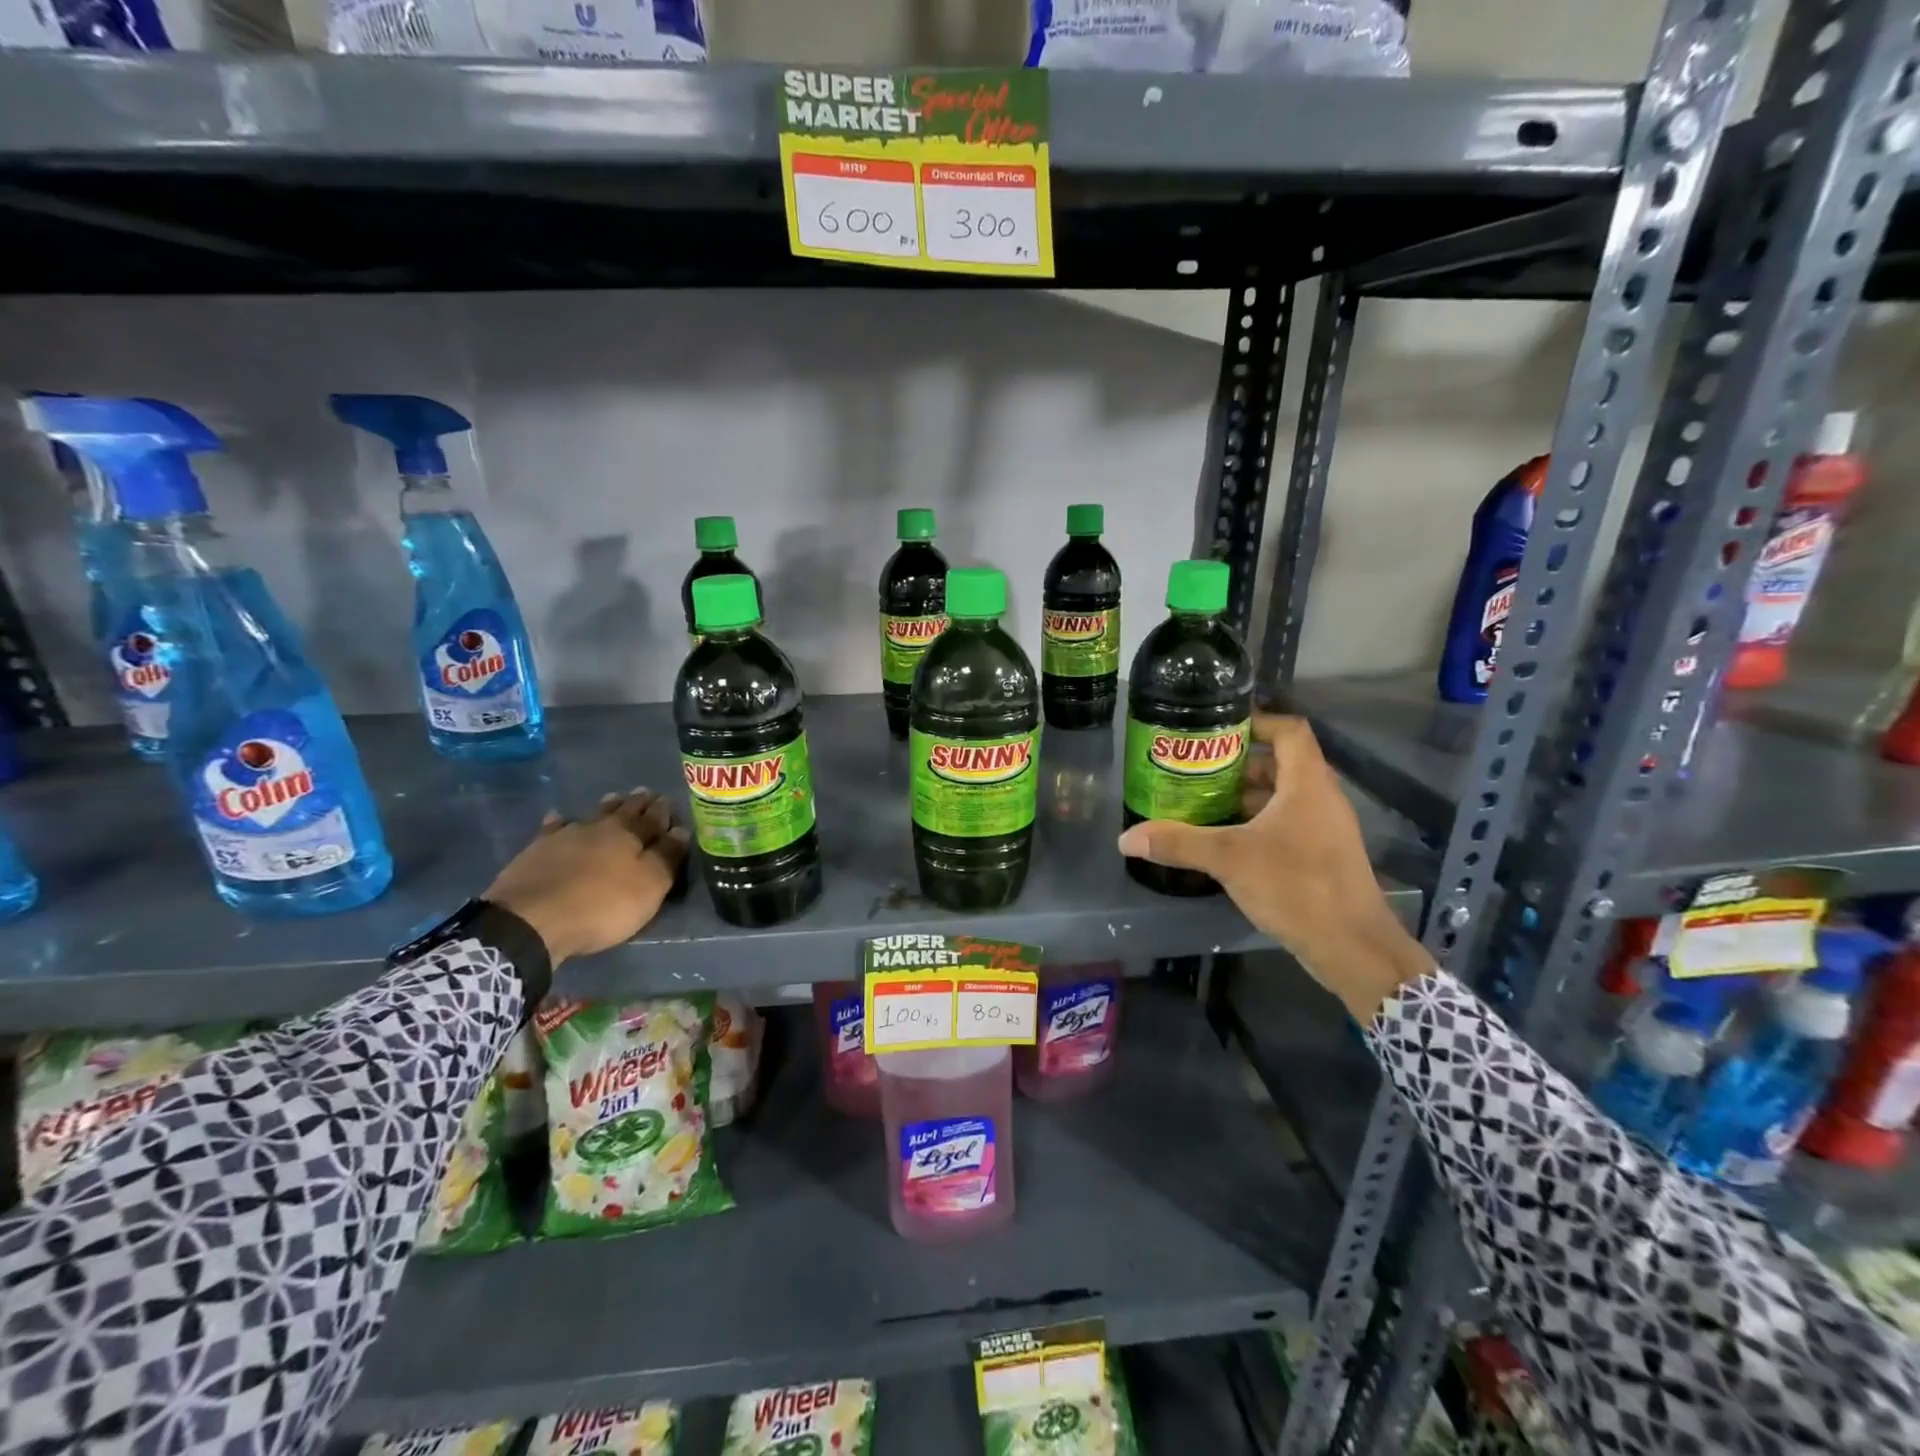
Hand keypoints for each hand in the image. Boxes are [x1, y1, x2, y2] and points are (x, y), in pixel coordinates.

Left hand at [484, 788, 689, 965]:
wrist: (531, 918)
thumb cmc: (601, 906)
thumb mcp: (649, 887)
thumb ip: (667, 857)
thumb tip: (681, 830)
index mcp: (631, 836)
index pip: (654, 819)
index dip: (664, 812)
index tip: (670, 800)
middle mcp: (600, 828)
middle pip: (624, 811)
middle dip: (638, 803)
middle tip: (646, 792)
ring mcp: (566, 836)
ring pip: (592, 814)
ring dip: (606, 806)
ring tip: (615, 797)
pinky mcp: (537, 850)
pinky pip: (553, 828)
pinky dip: (559, 821)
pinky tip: (559, 818)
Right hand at [1117, 713, 1430, 1020]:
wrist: (1353, 947)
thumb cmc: (1296, 886)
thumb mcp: (1229, 859)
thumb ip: (1178, 843)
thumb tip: (1127, 838)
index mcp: (1307, 784)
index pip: (1289, 730)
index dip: (1256, 721)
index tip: (1217, 728)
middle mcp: (1321, 798)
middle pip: (1280, 763)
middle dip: (1237, 764)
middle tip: (1196, 769)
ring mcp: (1325, 829)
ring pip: (1283, 797)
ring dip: (1245, 796)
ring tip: (1201, 803)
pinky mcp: (1322, 856)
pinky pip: (1287, 824)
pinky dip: (1257, 823)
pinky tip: (1225, 841)